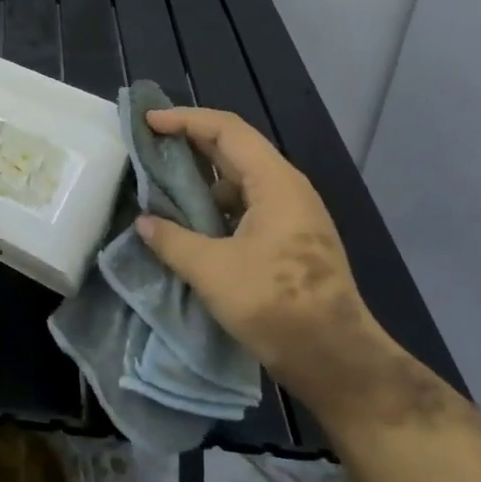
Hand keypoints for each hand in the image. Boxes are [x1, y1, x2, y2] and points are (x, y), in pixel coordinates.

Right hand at [134, 108, 417, 421]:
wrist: (337, 361)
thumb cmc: (277, 306)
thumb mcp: (212, 271)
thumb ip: (172, 240)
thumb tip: (143, 223)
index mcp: (275, 183)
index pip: (227, 130)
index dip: (185, 120)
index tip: (148, 122)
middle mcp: (285, 189)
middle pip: (233, 149)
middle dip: (188, 142)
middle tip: (147, 145)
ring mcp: (290, 216)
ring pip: (237, 180)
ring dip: (199, 176)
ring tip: (159, 181)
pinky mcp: (287, 241)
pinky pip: (243, 206)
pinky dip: (212, 204)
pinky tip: (186, 221)